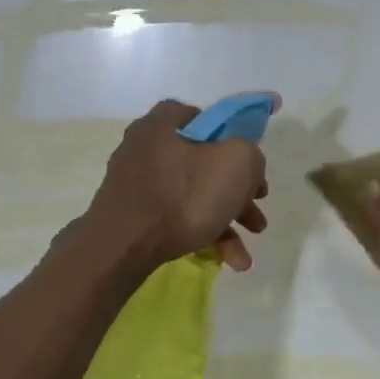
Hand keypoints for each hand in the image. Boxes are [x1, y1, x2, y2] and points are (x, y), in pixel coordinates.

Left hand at [85, 98, 273, 272]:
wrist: (123, 246)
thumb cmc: (183, 196)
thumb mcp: (237, 163)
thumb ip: (250, 154)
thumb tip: (245, 164)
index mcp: (165, 123)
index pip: (207, 118)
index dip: (235, 139)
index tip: (251, 166)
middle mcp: (146, 146)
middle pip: (205, 163)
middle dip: (238, 194)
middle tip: (256, 215)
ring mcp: (137, 182)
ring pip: (194, 195)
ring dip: (226, 223)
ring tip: (244, 256)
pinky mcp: (133, 214)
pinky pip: (176, 217)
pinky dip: (203, 235)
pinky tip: (226, 260)